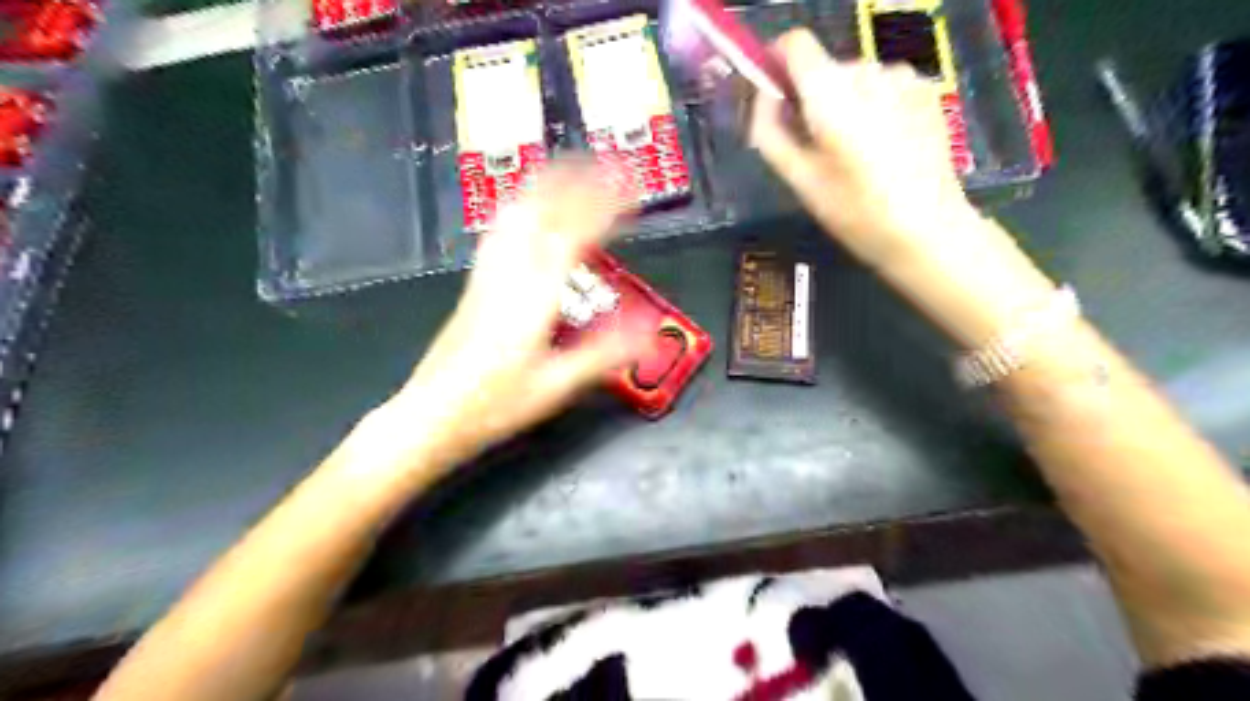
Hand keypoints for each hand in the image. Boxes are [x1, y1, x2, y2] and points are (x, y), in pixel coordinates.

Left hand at [376, 164, 648, 471]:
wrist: (430, 415)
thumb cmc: (495, 404)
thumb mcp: (557, 385)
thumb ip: (605, 353)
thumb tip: (651, 330)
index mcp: (534, 296)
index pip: (574, 234)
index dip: (605, 205)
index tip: (632, 186)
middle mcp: (509, 272)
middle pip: (542, 208)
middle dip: (578, 179)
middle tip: (610, 163)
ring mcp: (487, 272)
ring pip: (516, 211)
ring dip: (548, 183)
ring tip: (575, 169)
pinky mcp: (475, 281)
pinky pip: (500, 228)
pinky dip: (523, 204)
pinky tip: (529, 205)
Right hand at [750, 28, 986, 268]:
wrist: (928, 229)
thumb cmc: (855, 212)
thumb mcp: (799, 180)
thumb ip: (770, 132)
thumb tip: (762, 98)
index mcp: (831, 92)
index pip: (795, 43)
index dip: (777, 63)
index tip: (775, 98)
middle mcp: (867, 70)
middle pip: (824, 68)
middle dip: (811, 98)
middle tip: (814, 147)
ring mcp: (903, 77)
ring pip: (854, 79)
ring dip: (844, 105)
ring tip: (852, 153)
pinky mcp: (926, 91)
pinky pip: (883, 88)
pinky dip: (873, 108)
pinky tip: (883, 147)